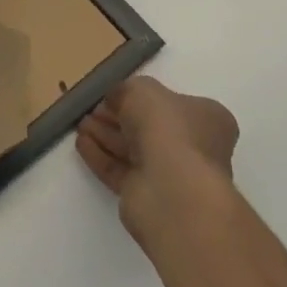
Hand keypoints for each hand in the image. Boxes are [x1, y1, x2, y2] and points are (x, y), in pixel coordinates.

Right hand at [76, 76, 239, 236]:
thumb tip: (115, 99)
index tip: (111, 94)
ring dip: (105, 135)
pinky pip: (121, 171)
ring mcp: (171, 174)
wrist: (173, 189)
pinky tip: (81, 144)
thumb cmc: (168, 128)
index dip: (139, 97)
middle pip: (148, 127)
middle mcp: (193, 147)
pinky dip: (101, 156)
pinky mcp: (148, 197)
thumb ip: (125, 90)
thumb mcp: (142, 90)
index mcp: (206, 118)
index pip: (170, 103)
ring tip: (80, 125)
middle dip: (117, 117)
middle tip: (91, 109)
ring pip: (132, 149)